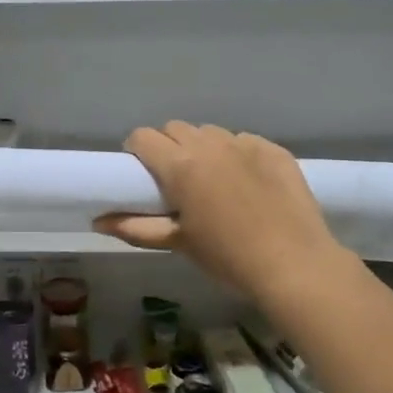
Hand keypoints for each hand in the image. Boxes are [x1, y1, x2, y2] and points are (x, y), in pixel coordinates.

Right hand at [94, 122, 342, 296]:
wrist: (294, 263)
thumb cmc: (227, 257)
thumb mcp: (178, 243)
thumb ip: (135, 227)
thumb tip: (98, 220)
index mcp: (180, 166)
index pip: (143, 137)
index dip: (137, 151)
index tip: (142, 173)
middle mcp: (210, 145)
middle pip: (175, 129)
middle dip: (168, 147)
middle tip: (176, 179)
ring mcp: (245, 143)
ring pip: (210, 132)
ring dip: (203, 148)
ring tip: (213, 180)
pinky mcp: (274, 149)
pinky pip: (244, 141)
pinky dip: (237, 155)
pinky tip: (248, 183)